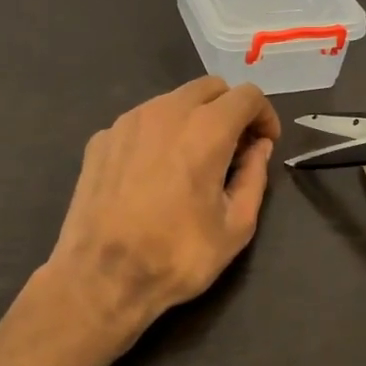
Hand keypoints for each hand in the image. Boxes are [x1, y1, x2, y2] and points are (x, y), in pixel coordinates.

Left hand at [39, 76, 281, 347]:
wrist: (100, 277)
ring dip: (193, 118)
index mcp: (206, 129)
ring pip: (172, 100)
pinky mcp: (101, 138)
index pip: (247, 95)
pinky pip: (141, 121)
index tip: (265, 143)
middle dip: (229, 109)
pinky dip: (158, 134)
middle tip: (233, 149)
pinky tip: (153, 173)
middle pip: (209, 87)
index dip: (264, 115)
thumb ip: (254, 177)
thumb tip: (259, 148)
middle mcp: (166, 111)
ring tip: (192, 160)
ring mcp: (128, 121)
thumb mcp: (235, 226)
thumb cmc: (177, 255)